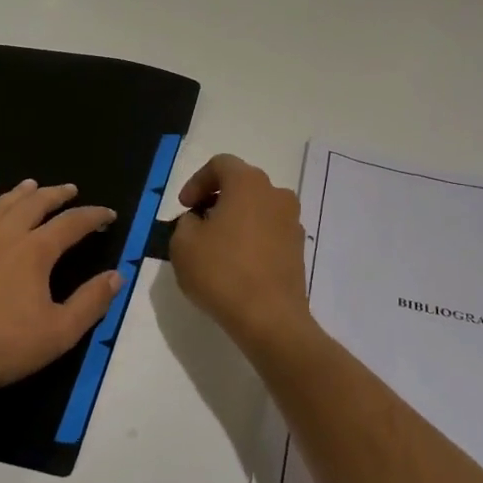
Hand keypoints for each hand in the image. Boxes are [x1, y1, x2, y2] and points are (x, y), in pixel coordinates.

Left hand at [0, 180, 120, 405]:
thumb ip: (90, 302)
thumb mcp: (59, 332)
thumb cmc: (2, 346)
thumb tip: (117, 275)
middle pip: (34, 205)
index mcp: (35, 252)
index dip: (93, 216)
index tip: (109, 214)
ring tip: (29, 185)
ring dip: (16, 194)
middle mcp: (4, 237)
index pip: (71, 224)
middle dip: (55, 195)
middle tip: (69, 189)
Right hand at [168, 155, 313, 347]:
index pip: (220, 164)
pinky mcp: (298, 248)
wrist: (270, 318)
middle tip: (197, 223)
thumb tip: (199, 221)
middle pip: (242, 184)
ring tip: (216, 246)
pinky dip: (252, 238)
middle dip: (216, 199)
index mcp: (248, 183)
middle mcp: (276, 194)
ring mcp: (292, 221)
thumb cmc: (222, 272)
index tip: (184, 207)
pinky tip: (236, 264)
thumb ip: (186, 223)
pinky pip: (269, 231)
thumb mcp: (183, 244)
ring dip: (236, 218)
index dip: (197, 181)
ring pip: (257, 208)